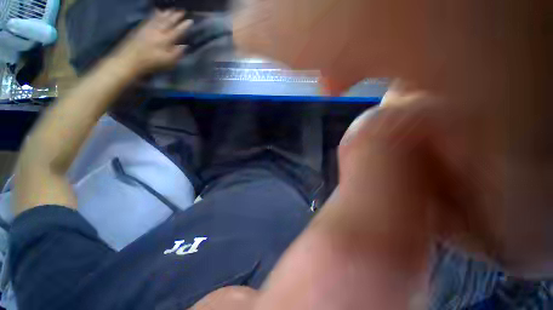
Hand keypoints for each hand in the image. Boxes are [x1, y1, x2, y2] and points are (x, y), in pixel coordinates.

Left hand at [114, 10, 192, 75]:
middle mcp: (158, 31)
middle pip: (168, 21)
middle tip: (182, 11)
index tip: (190, 20)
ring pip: (159, 18)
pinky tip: (157, 11)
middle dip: (176, 16)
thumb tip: (185, 46)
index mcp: (166, 39)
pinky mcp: (141, 28)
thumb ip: (177, 53)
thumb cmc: (152, 62)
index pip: (178, 31)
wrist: (130, 59)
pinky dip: (155, 14)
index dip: (184, 26)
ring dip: (166, 13)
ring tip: (171, 9)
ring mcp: (149, 28)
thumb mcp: (169, 61)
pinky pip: (150, 18)